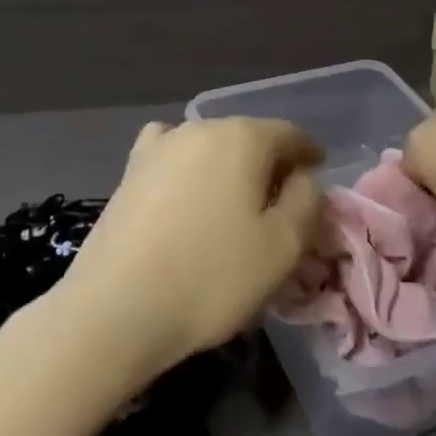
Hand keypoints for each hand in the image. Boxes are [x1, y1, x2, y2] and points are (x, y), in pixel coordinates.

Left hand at [51, 117, 323, 379]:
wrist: (116, 307)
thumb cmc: (211, 277)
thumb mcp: (283, 248)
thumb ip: (307, 203)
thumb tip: (303, 179)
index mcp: (244, 138)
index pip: (290, 134)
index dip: (310, 154)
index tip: (319, 175)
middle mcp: (201, 128)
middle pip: (250, 137)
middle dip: (270, 164)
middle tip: (281, 202)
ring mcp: (160, 146)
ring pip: (211, 147)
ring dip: (229, 167)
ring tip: (233, 203)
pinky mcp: (130, 170)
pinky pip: (172, 155)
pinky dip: (188, 167)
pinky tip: (185, 191)